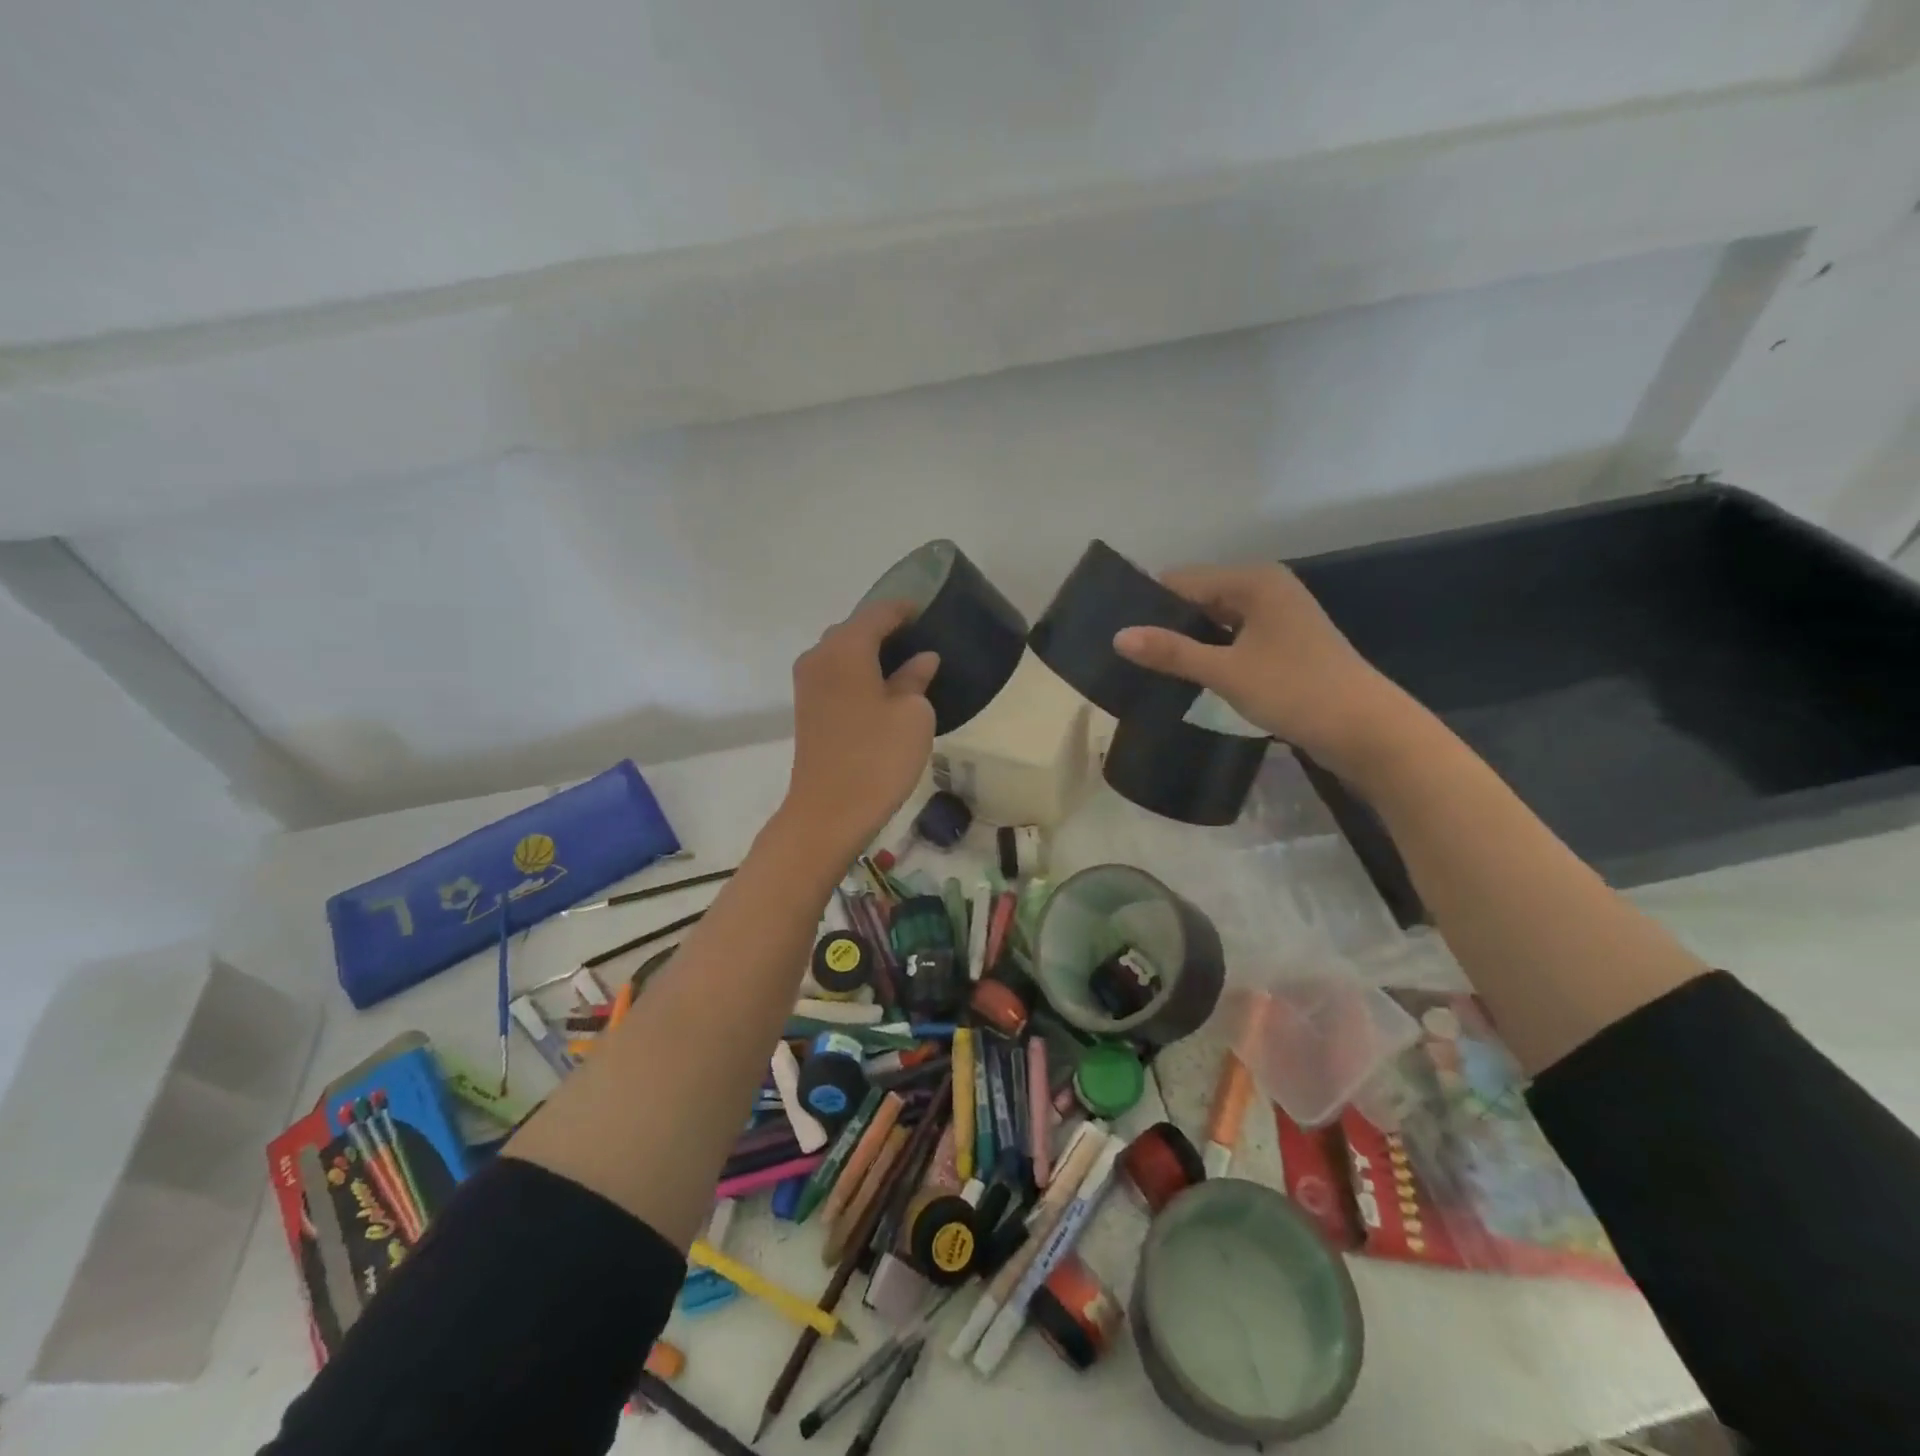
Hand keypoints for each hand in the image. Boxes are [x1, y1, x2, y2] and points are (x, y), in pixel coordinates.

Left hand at [781, 601, 938, 857]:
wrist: (829, 812)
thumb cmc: (878, 758)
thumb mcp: (913, 715)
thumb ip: (916, 679)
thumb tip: (921, 659)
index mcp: (846, 648)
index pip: (879, 613)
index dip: (906, 610)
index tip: (930, 612)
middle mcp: (819, 656)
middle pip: (856, 629)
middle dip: (886, 630)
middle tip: (921, 640)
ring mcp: (808, 683)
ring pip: (842, 653)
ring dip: (870, 654)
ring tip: (905, 666)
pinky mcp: (807, 708)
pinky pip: (835, 675)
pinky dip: (857, 674)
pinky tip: (881, 690)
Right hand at [1113, 563, 1423, 779]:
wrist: (1367, 731)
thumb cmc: (1296, 691)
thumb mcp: (1226, 671)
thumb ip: (1172, 652)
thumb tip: (1118, 636)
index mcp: (1254, 582)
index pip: (1183, 580)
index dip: (1149, 603)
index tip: (1115, 631)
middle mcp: (1266, 590)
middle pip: (1200, 598)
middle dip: (1166, 623)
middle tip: (1126, 654)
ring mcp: (1278, 620)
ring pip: (1216, 622)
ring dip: (1187, 642)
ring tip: (1146, 667)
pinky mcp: (1283, 647)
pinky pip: (1233, 641)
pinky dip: (1210, 655)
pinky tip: (1185, 677)